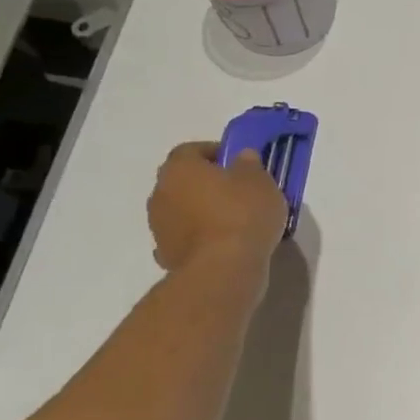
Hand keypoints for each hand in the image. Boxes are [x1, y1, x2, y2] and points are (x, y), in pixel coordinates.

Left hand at [146, 141, 287, 275]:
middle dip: (207, 183)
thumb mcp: (260, 182)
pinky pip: (184, 237)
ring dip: (201, 211)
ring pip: (182, 210)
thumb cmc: (242, 215)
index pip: (191, 150)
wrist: (223, 269)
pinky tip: (222, 244)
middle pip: (183, 180)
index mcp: (179, 169)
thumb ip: (250, 165)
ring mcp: (159, 227)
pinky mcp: (166, 255)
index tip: (239, 162)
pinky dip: (199, 237)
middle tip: (238, 191)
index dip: (215, 152)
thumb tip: (242, 157)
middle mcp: (160, 193)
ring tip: (235, 221)